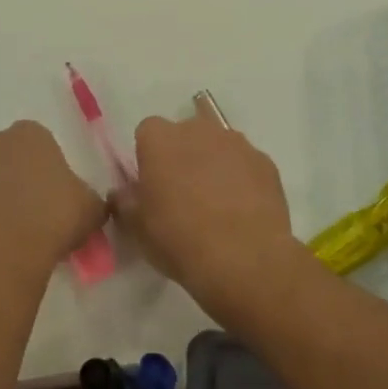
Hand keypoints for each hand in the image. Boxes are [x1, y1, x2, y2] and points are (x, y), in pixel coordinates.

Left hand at [0, 121, 105, 277]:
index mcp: (29, 134)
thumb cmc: (53, 217)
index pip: (37, 143)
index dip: (43, 170)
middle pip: (0, 156)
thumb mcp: (90, 209)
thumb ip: (86, 200)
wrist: (2, 246)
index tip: (49, 198)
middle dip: (8, 178)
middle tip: (24, 214)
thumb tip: (85, 206)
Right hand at [113, 98, 306, 317]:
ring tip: (216, 202)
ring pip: (218, 144)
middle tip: (182, 192)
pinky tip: (242, 208)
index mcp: (160, 139)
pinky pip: (245, 163)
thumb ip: (126, 202)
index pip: (147, 132)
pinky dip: (241, 177)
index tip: (152, 183)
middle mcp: (197, 130)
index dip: (148, 156)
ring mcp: (235, 142)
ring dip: (213, 163)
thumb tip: (123, 192)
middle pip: (185, 133)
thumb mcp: (138, 228)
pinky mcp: (264, 161)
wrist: (244, 259)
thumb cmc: (179, 239)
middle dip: (182, 154)